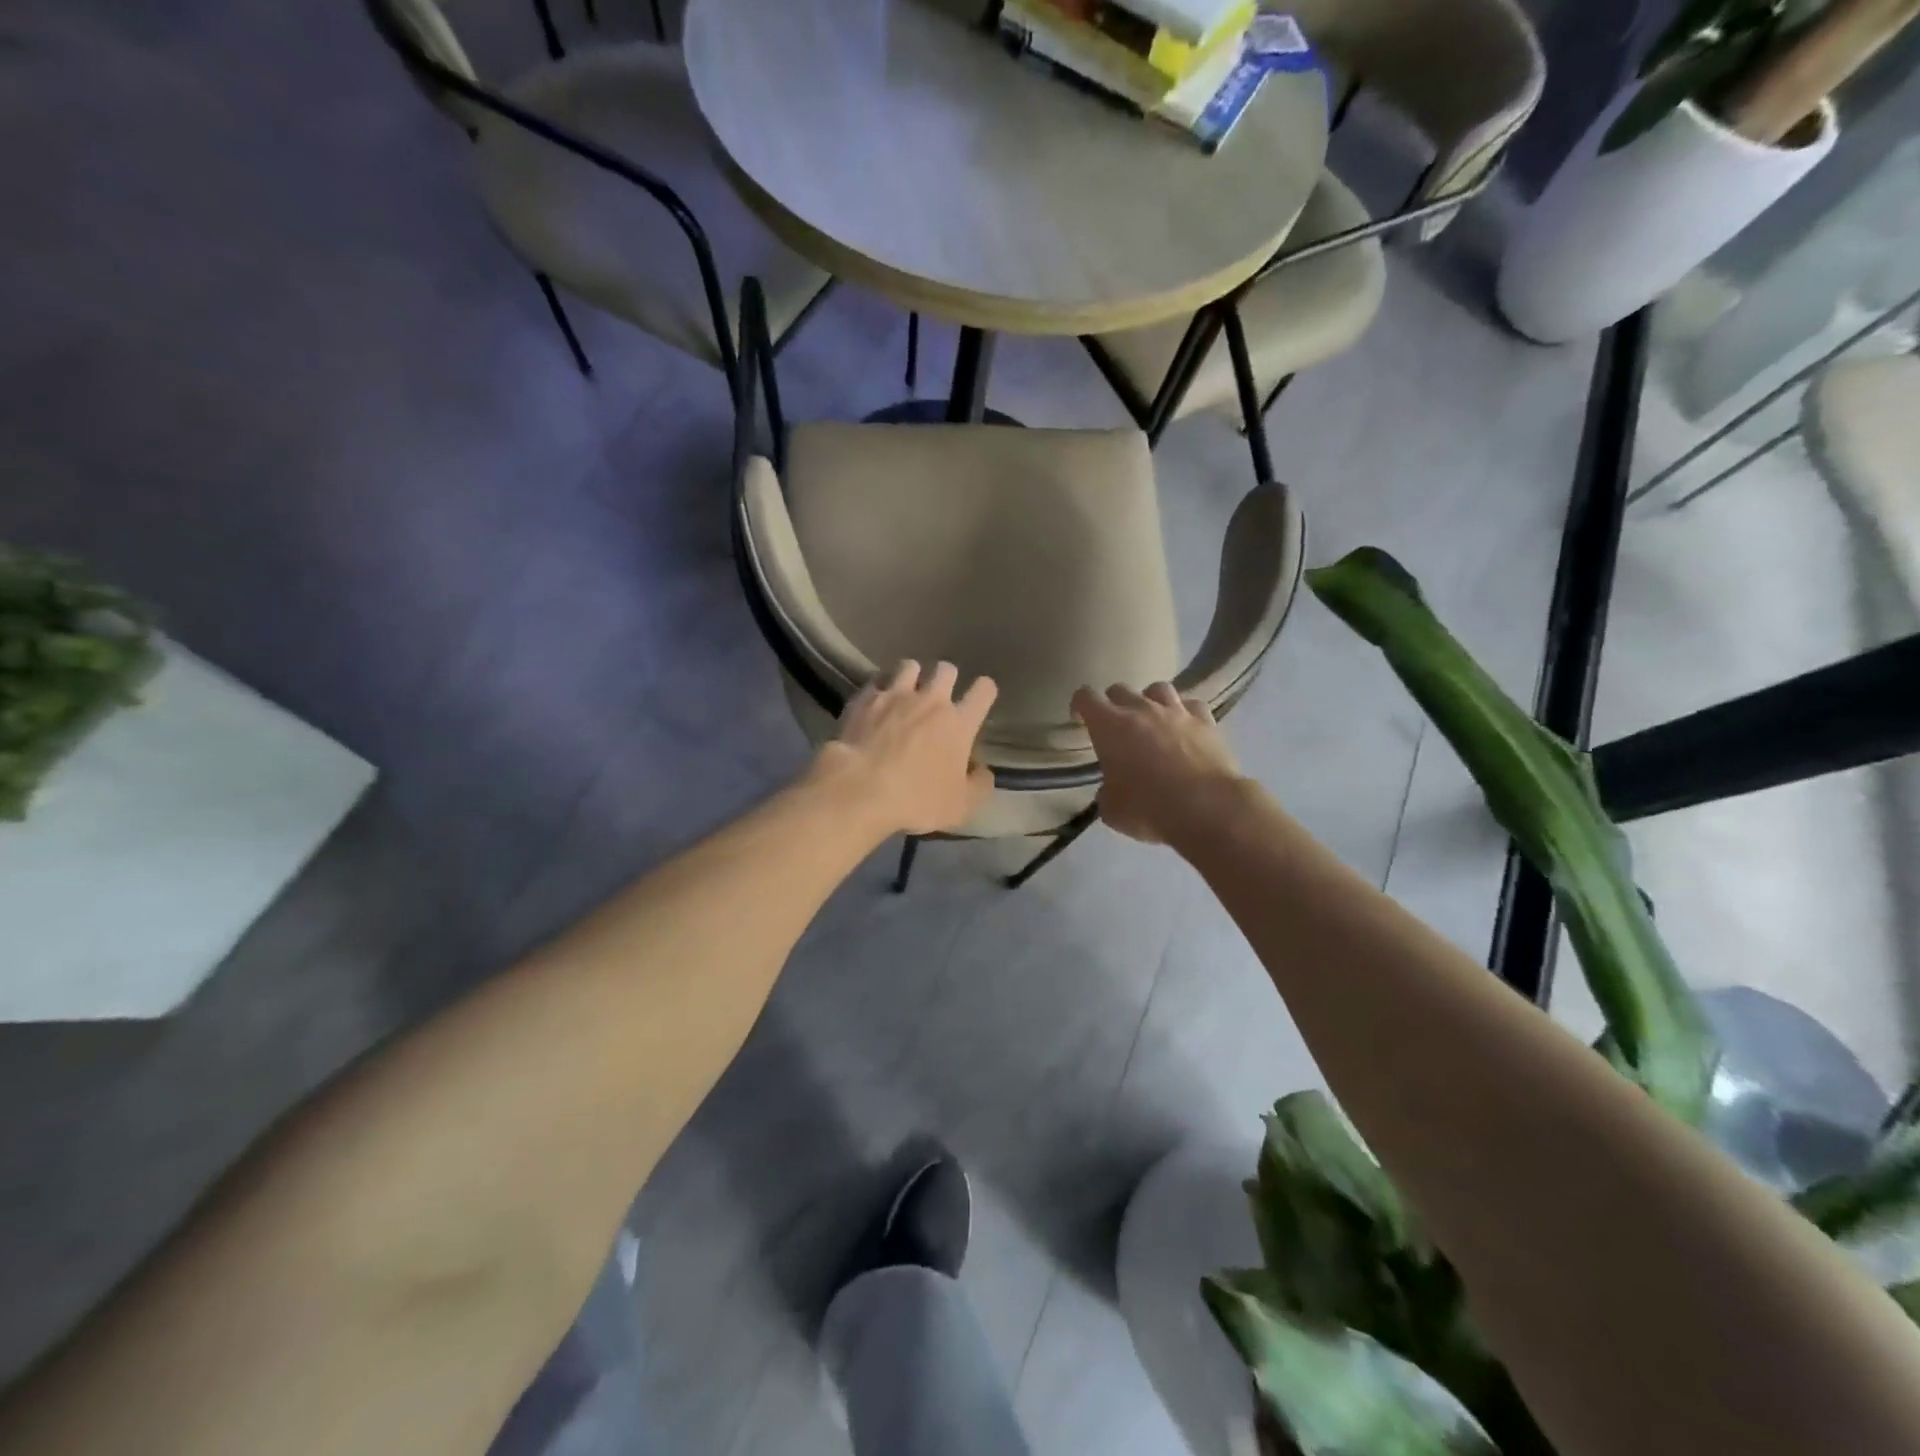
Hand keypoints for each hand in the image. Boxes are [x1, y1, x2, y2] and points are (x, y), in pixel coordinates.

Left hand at [813, 661, 996, 835]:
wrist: (860, 789)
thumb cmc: (916, 799)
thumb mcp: (961, 806)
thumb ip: (979, 785)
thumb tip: (982, 771)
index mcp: (959, 723)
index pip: (983, 691)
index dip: (984, 691)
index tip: (979, 700)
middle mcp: (930, 700)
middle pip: (946, 669)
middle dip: (946, 678)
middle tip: (939, 697)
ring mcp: (895, 695)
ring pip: (909, 666)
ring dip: (912, 676)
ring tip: (906, 692)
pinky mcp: (864, 700)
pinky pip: (875, 683)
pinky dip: (878, 691)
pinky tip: (874, 704)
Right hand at [1072, 683, 1244, 844]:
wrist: (1206, 807)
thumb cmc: (1148, 808)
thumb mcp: (1112, 810)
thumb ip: (1107, 793)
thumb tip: (1111, 791)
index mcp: (1109, 726)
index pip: (1086, 697)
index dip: (1080, 705)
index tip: (1080, 718)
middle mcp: (1141, 709)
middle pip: (1120, 689)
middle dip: (1113, 704)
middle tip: (1115, 726)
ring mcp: (1176, 712)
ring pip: (1158, 688)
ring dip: (1150, 701)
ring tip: (1152, 719)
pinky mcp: (1206, 721)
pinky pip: (1192, 705)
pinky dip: (1185, 713)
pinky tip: (1185, 727)